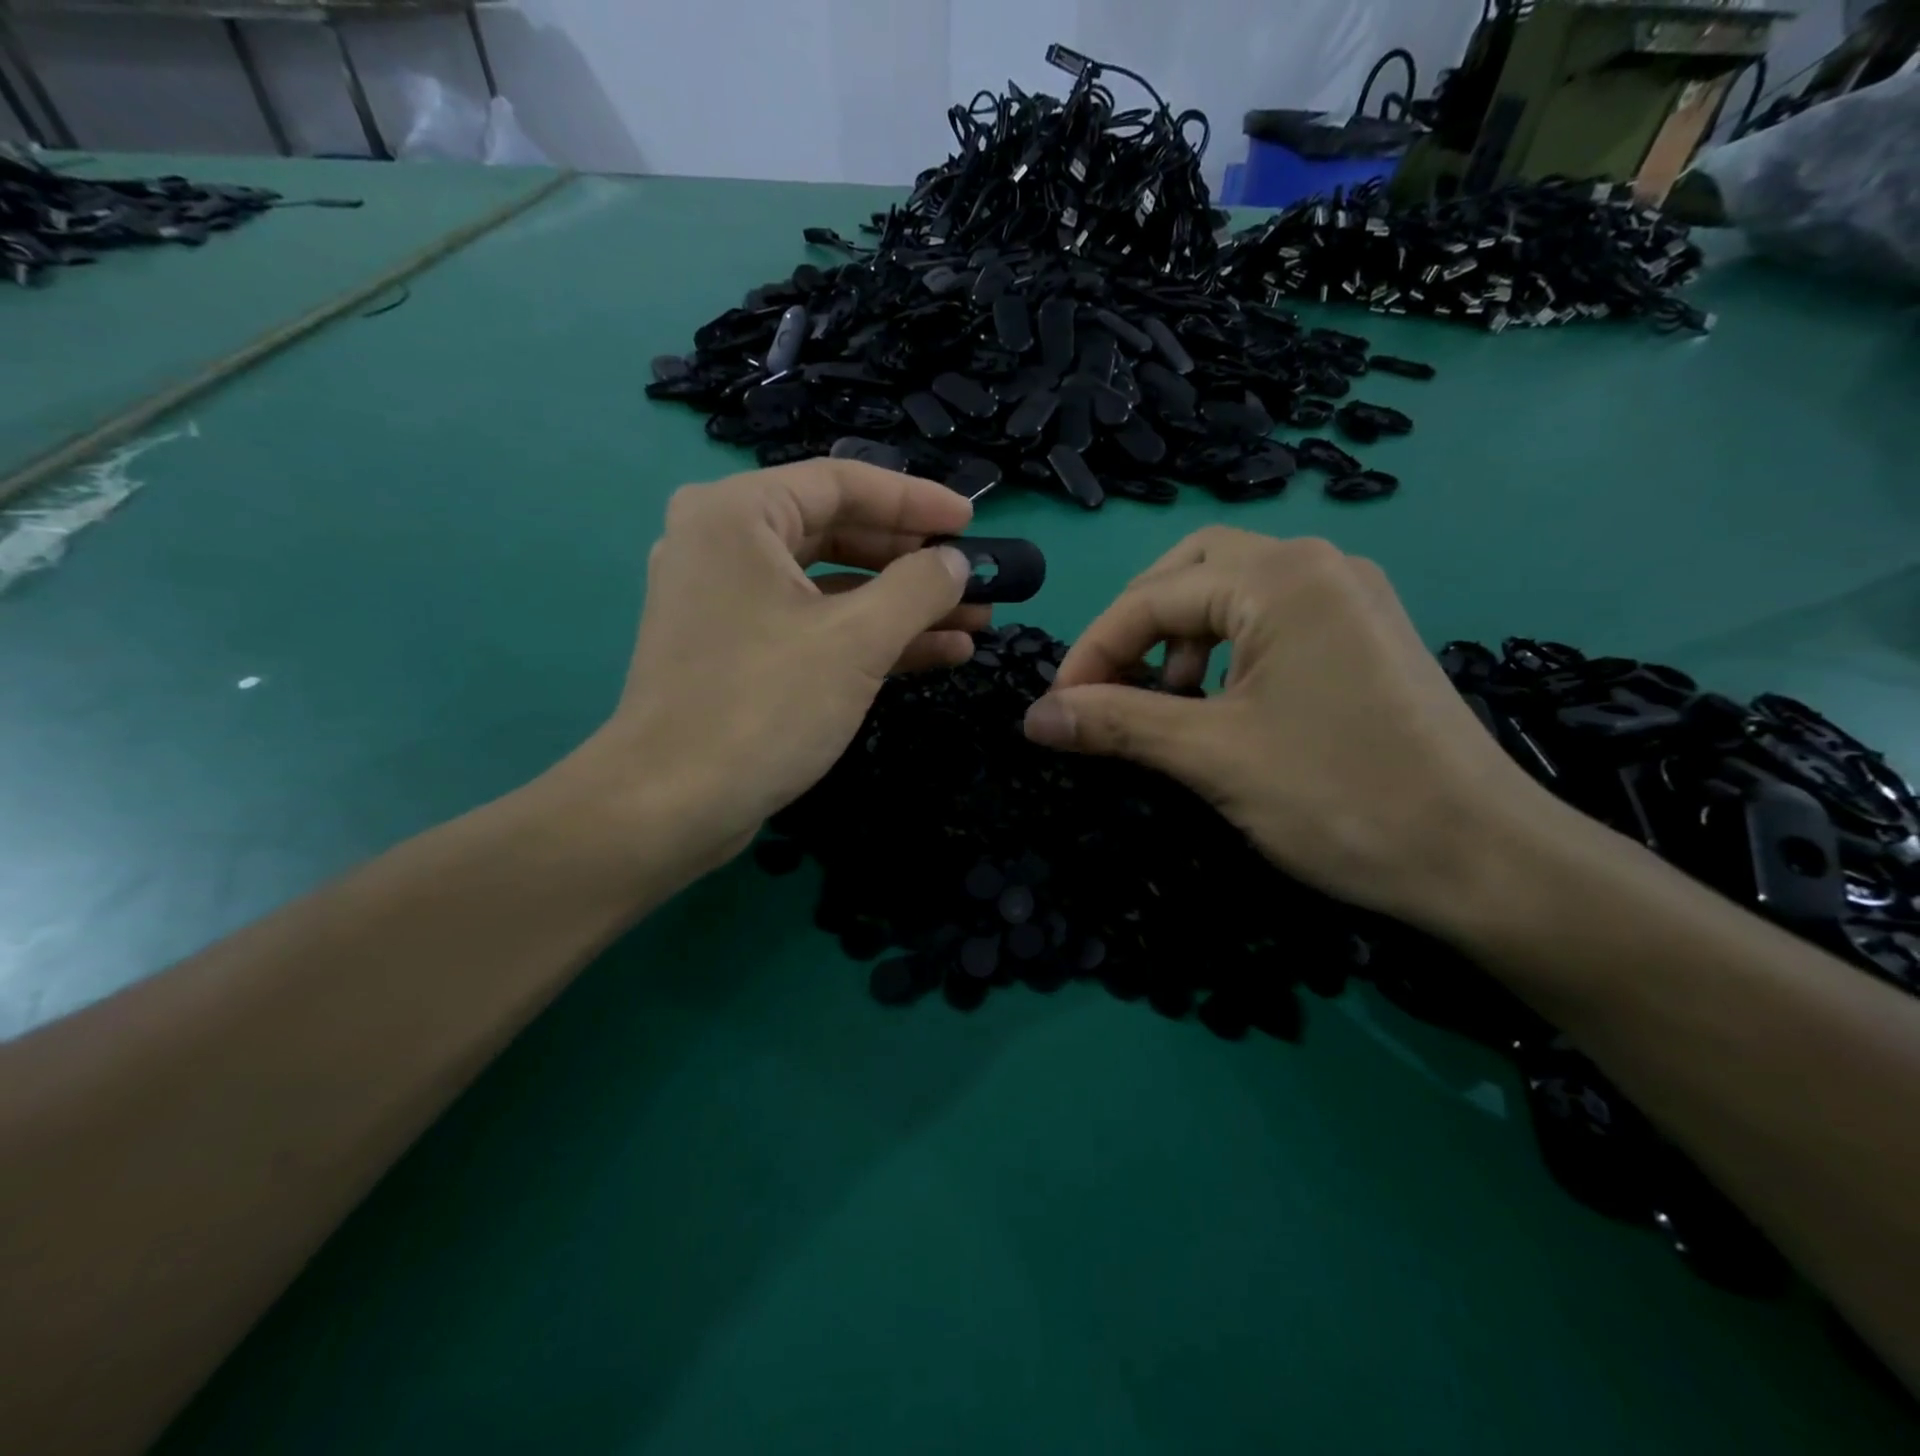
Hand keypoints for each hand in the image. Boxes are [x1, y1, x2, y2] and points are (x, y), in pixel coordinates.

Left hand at [575, 460, 981, 870]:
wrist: (670, 806)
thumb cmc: (764, 706)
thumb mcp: (857, 640)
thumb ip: (918, 588)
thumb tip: (957, 564)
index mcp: (739, 514)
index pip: (842, 483)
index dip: (916, 500)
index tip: (973, 522)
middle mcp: (725, 543)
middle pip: (839, 533)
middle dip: (914, 562)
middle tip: (974, 578)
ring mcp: (728, 601)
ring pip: (831, 587)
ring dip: (902, 606)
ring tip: (973, 623)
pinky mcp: (737, 650)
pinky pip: (813, 625)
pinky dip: (870, 637)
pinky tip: (937, 653)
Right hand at [1021, 528, 1546, 928]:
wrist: (1485, 860)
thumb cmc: (1342, 797)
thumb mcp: (1212, 757)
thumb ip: (1117, 724)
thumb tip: (1034, 718)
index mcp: (1282, 578)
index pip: (1153, 596)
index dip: (1092, 650)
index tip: (1057, 708)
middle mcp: (1319, 565)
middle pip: (1191, 572)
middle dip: (1136, 627)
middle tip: (1107, 686)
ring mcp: (1350, 598)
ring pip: (1231, 593)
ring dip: (1179, 637)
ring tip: (1165, 699)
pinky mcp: (1364, 636)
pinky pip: (1271, 620)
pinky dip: (1225, 650)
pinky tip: (1220, 702)